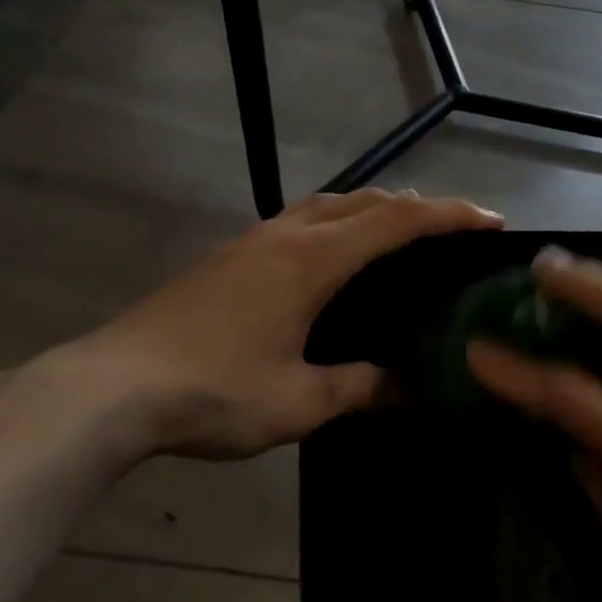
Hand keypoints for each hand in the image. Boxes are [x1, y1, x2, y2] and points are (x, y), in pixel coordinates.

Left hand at [57, 189, 502, 460]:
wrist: (109, 388)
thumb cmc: (213, 392)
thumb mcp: (299, 401)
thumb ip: (361, 387)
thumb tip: (411, 388)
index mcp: (314, 260)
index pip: (398, 221)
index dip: (449, 216)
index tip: (491, 222)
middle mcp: (287, 235)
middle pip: (365, 200)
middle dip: (416, 206)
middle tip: (453, 230)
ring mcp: (251, 241)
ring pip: (327, 204)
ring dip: (372, 208)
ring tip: (399, 234)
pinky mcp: (227, 256)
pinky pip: (298, 219)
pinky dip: (335, 222)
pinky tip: (331, 256)